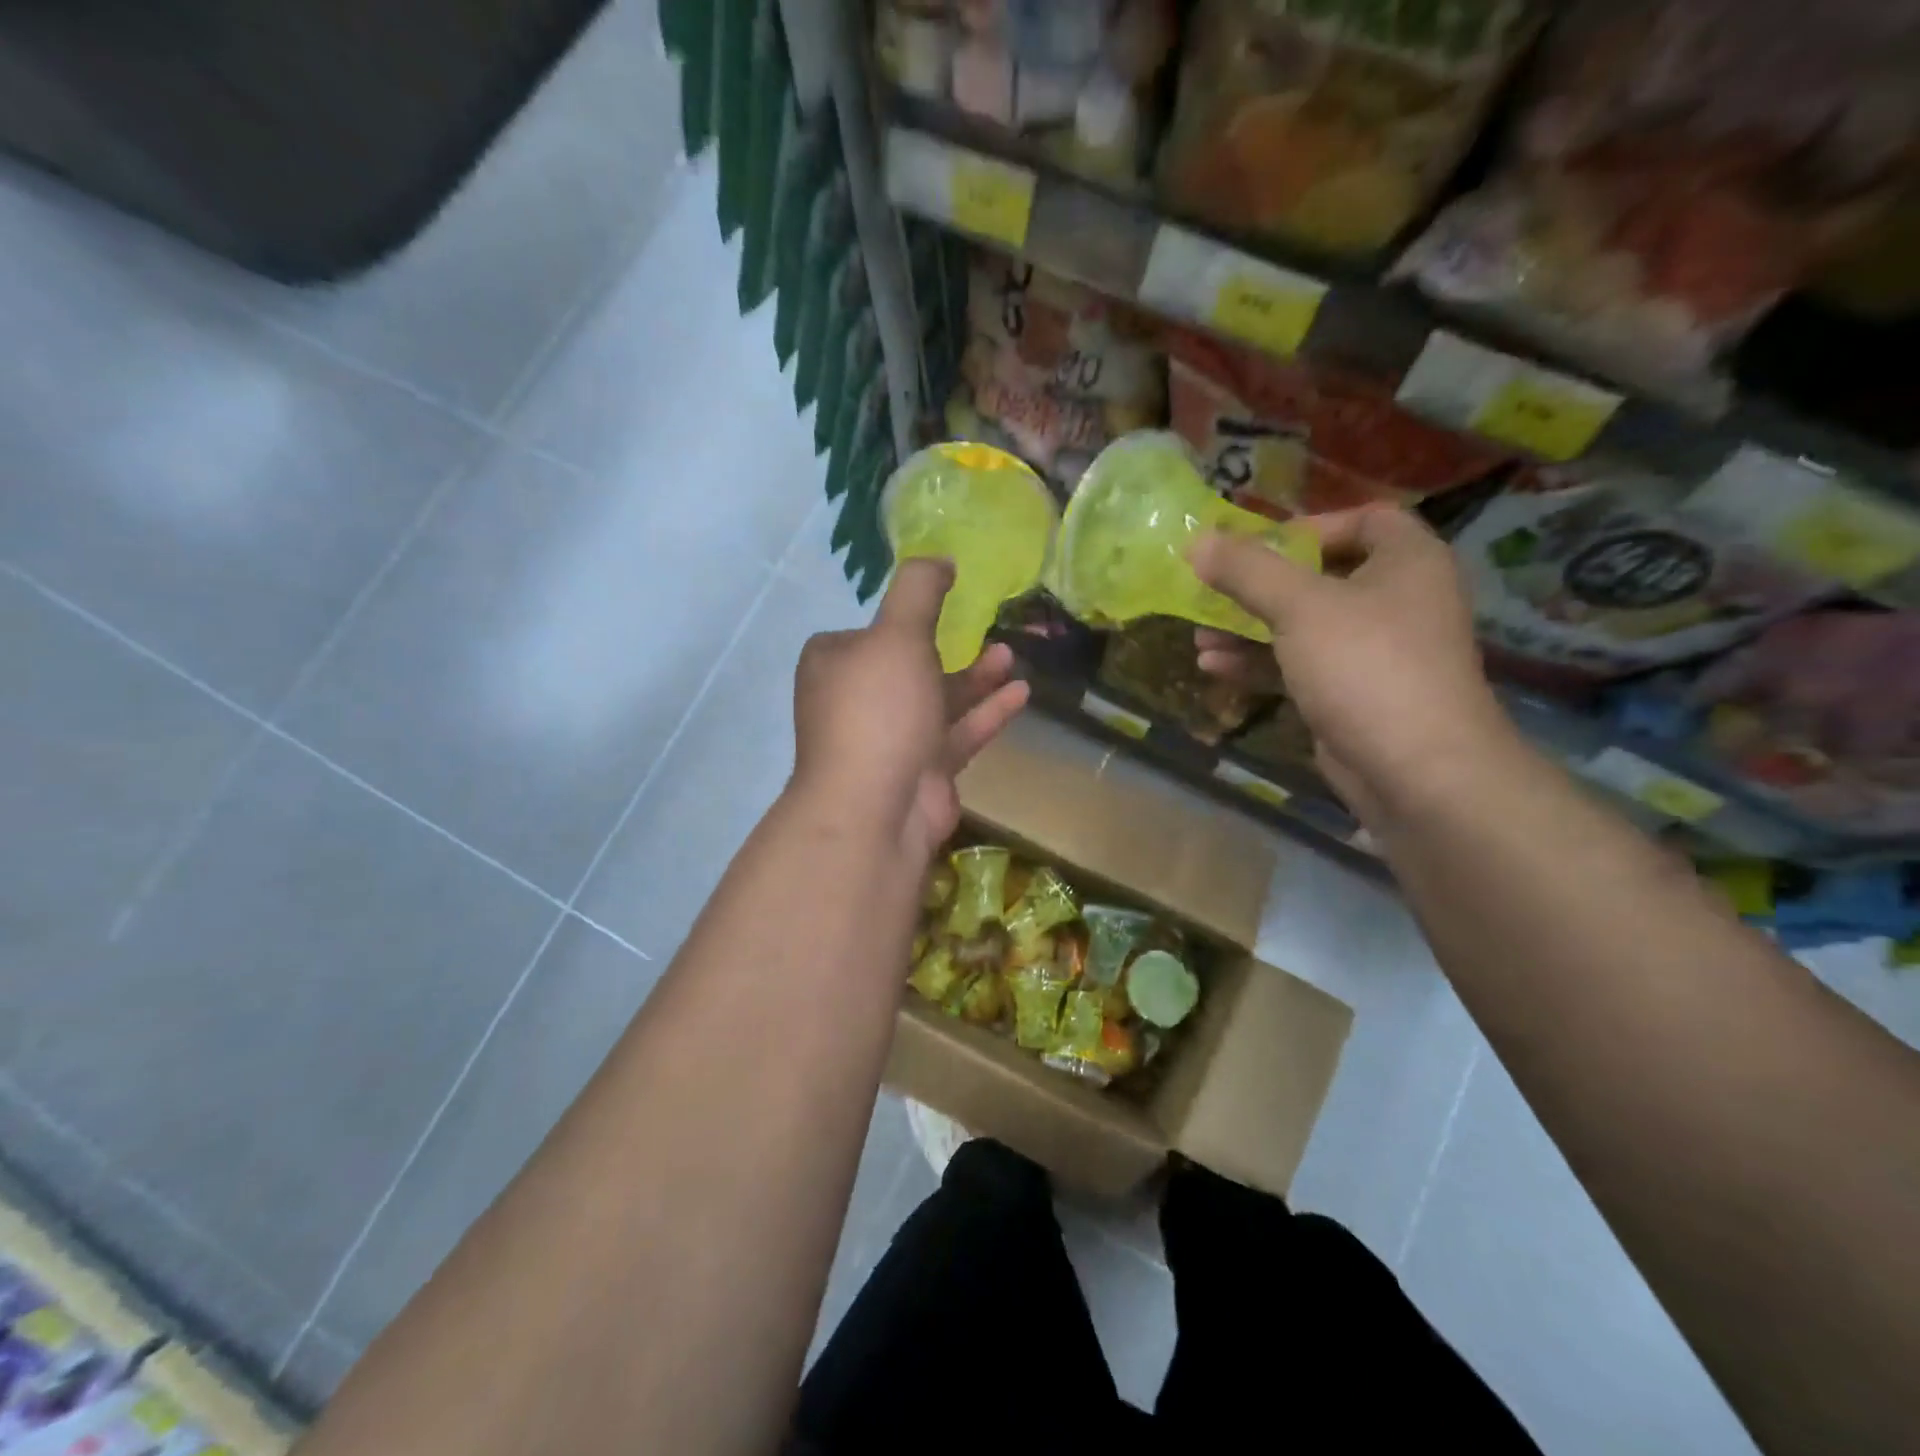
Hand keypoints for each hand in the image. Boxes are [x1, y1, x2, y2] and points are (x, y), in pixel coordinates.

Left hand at [791, 559, 1029, 859]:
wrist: (875, 808)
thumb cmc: (879, 709)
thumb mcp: (897, 634)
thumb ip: (919, 591)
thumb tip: (938, 559)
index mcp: (834, 665)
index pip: (866, 634)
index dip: (900, 621)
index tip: (938, 606)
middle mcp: (857, 701)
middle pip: (907, 667)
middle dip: (948, 648)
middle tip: (984, 630)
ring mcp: (890, 740)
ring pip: (936, 701)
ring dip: (974, 679)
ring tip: (1010, 655)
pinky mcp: (921, 771)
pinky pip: (957, 734)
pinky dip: (986, 714)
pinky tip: (1020, 694)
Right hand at [1190, 506, 1518, 822]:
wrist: (1418, 770)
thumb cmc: (1366, 666)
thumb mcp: (1300, 607)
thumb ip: (1247, 571)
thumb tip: (1196, 540)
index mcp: (1407, 562)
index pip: (1366, 520)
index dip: (1311, 526)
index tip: (1259, 546)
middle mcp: (1397, 600)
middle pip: (1321, 576)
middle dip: (1260, 586)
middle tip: (1213, 592)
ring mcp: (1375, 652)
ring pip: (1304, 626)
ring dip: (1250, 629)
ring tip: (1200, 637)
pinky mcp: (1353, 694)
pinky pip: (1301, 665)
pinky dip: (1261, 663)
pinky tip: (1214, 668)